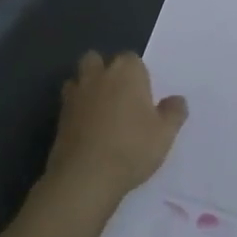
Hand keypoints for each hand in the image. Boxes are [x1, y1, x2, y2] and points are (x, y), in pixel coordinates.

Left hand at [45, 51, 187, 202]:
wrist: (85, 177)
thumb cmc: (131, 148)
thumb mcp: (164, 134)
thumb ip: (174, 113)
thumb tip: (177, 100)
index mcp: (127, 71)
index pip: (132, 59)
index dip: (137, 75)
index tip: (143, 96)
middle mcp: (99, 74)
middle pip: (99, 59)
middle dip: (105, 70)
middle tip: (119, 96)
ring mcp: (76, 93)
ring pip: (79, 78)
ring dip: (87, 87)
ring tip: (99, 109)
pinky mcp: (59, 115)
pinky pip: (68, 102)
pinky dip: (76, 109)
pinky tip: (86, 128)